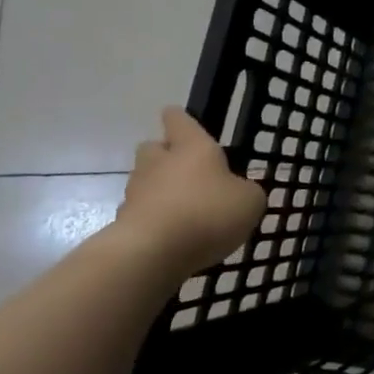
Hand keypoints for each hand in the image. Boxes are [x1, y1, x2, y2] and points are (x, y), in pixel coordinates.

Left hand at [115, 108, 266, 276]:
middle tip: (186, 170)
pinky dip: (153, 219)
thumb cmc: (208, 213)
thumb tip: (239, 191)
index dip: (180, 119)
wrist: (152, 254)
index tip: (181, 120)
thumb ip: (247, 191)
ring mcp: (136, 192)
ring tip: (183, 210)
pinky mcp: (123, 223)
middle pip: (153, 148)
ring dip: (159, 190)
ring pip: (144, 181)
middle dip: (165, 155)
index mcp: (192, 147)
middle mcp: (159, 162)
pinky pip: (141, 213)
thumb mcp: (250, 201)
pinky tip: (171, 236)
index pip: (179, 120)